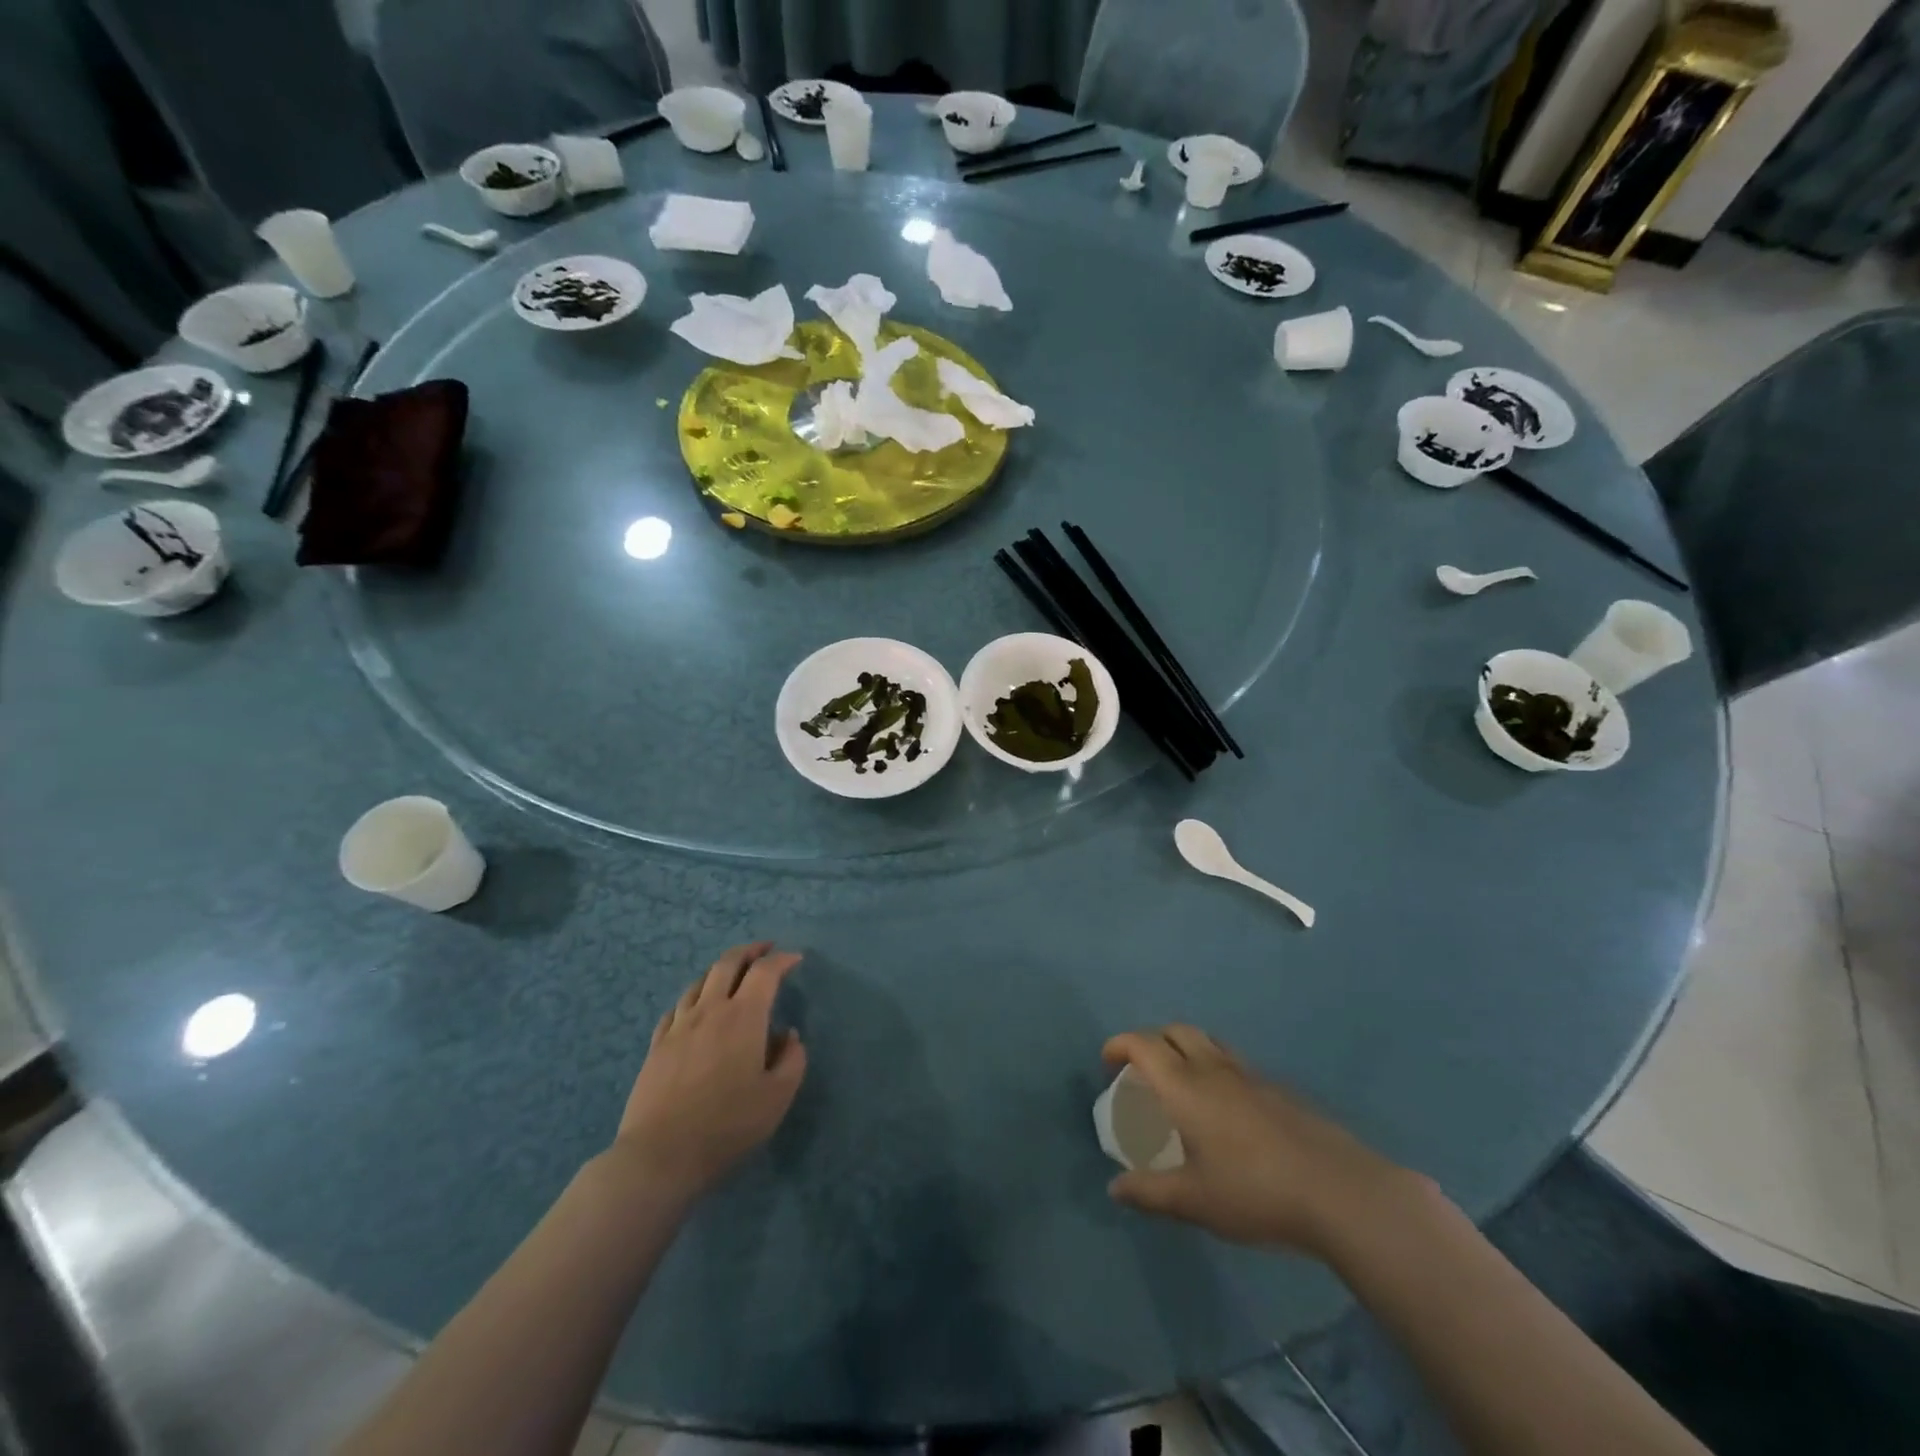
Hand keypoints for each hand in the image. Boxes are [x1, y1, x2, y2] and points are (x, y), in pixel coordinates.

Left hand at [610, 943, 806, 1201]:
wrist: (661, 1155)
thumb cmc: (728, 1125)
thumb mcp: (777, 1097)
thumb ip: (792, 1060)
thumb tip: (787, 1035)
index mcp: (744, 1016)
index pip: (765, 972)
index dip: (782, 959)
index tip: (795, 959)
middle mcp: (711, 1010)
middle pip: (728, 963)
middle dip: (749, 951)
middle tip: (764, 950)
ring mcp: (679, 1025)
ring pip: (700, 981)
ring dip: (720, 970)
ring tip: (732, 975)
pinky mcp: (657, 1045)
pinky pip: (677, 1007)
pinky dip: (693, 998)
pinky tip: (696, 1009)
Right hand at [1102, 1026, 1421, 1259]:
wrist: (1339, 1192)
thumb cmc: (1255, 1192)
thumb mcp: (1194, 1200)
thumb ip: (1150, 1192)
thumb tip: (1115, 1190)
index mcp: (1185, 1085)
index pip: (1143, 1044)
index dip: (1119, 1045)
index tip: (1108, 1064)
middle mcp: (1214, 1068)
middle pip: (1176, 1030)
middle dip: (1151, 1040)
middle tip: (1141, 1071)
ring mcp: (1251, 1075)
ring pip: (1208, 1042)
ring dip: (1185, 1050)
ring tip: (1181, 1086)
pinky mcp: (1278, 1090)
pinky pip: (1234, 1063)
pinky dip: (1215, 1069)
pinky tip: (1225, 1112)